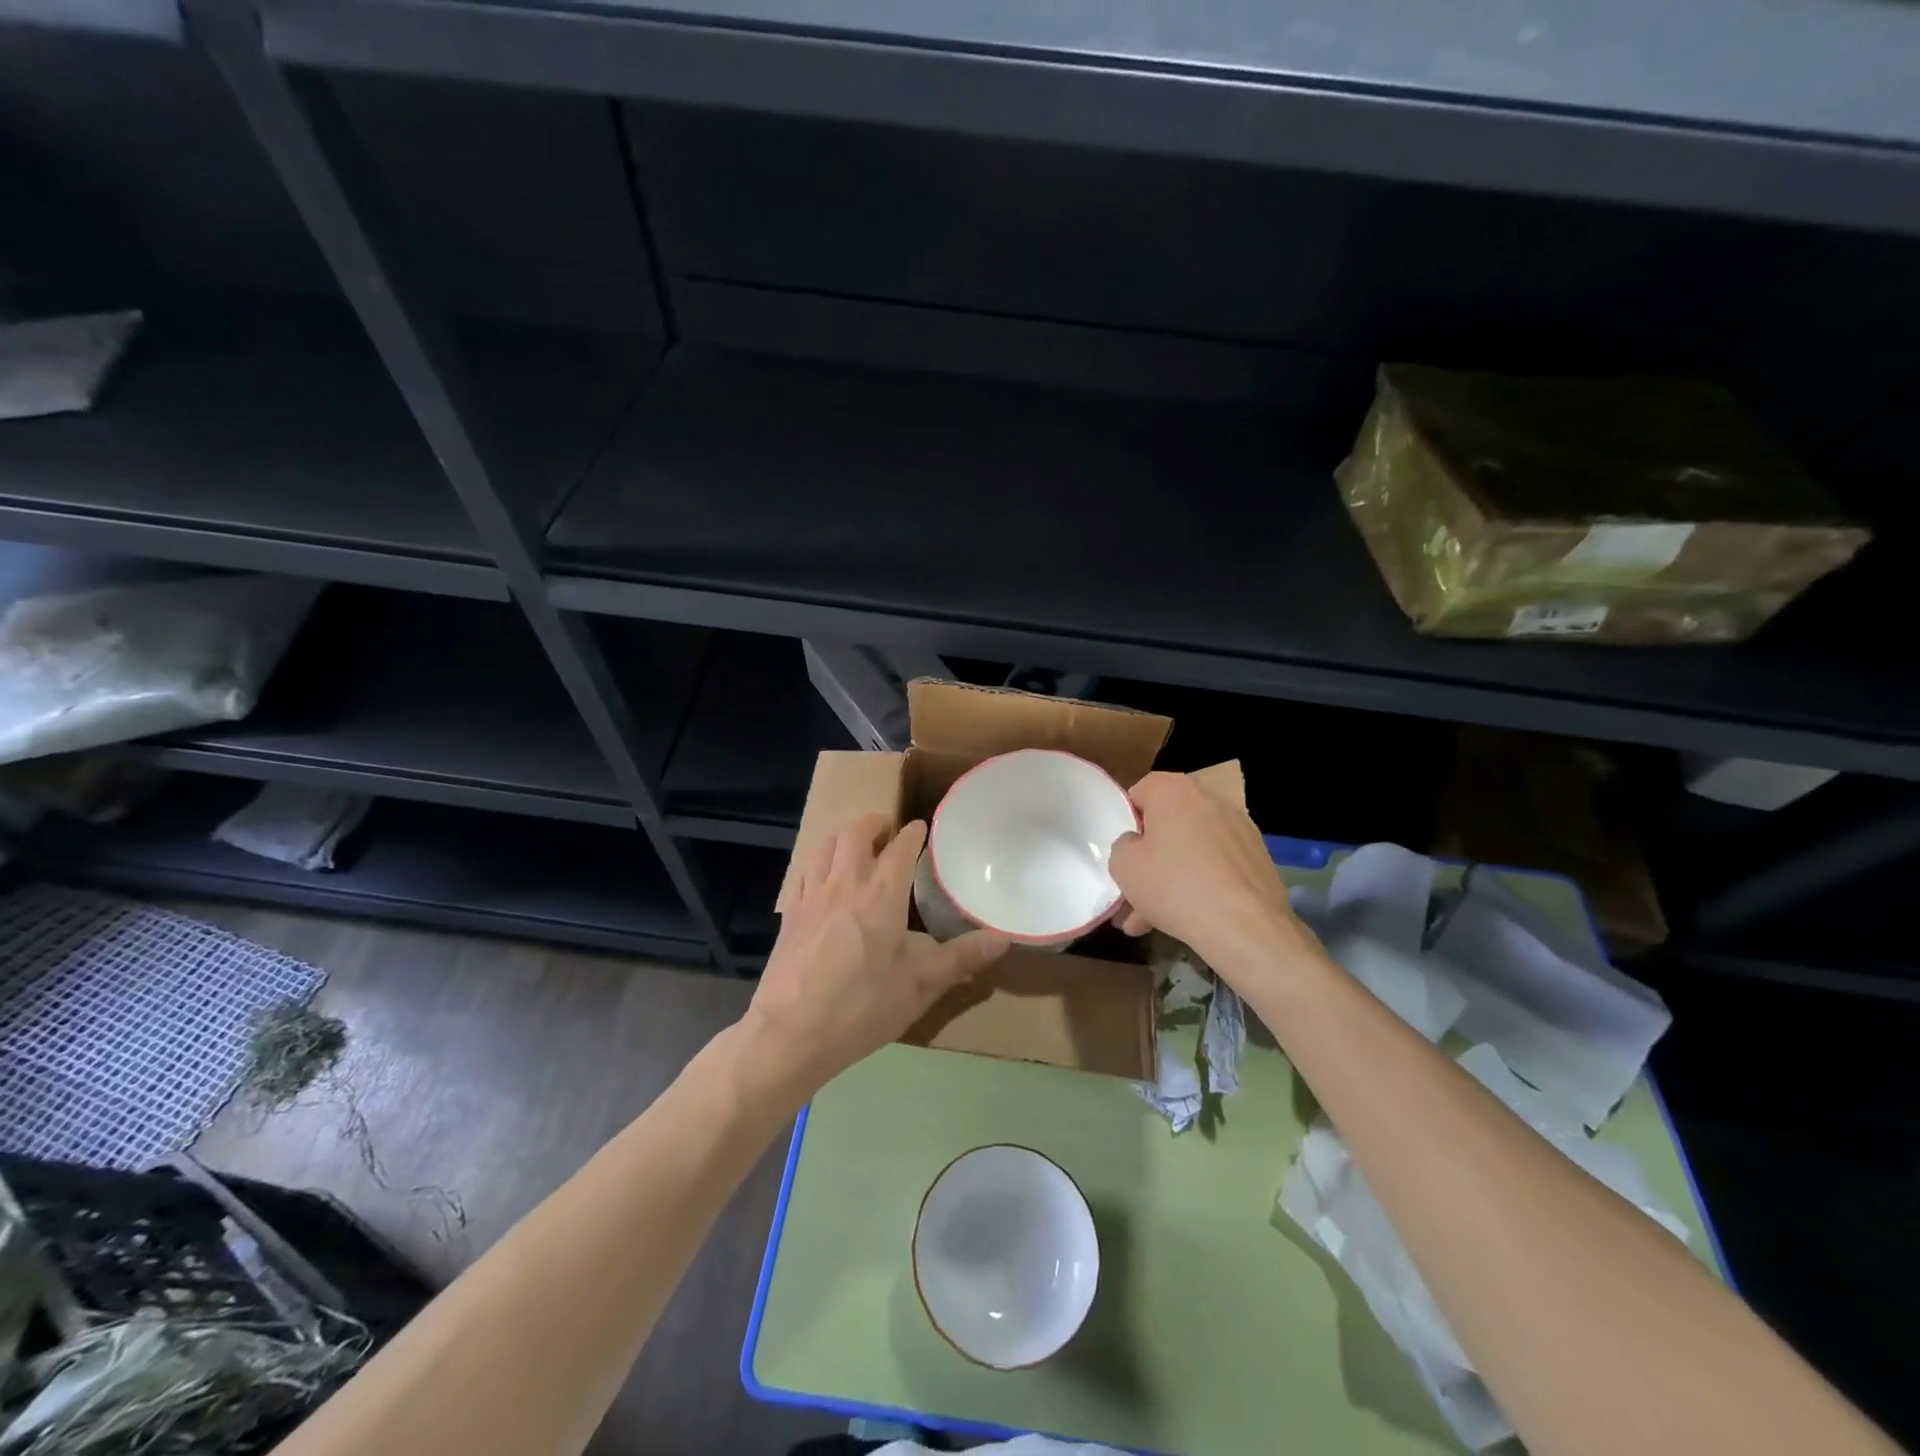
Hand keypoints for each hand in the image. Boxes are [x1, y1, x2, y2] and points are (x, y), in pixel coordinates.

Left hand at [745, 813, 1007, 1093]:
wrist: (790, 1034)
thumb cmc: (860, 1009)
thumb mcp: (918, 988)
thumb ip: (959, 959)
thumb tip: (1002, 939)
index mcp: (882, 895)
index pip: (900, 847)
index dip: (913, 833)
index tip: (922, 829)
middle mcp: (846, 883)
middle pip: (856, 833)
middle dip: (875, 823)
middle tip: (888, 831)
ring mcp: (812, 896)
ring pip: (825, 845)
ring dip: (844, 837)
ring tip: (856, 846)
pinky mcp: (789, 914)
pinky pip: (804, 871)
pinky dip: (819, 862)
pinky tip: (824, 880)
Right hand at [1108, 772, 1309, 983]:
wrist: (1244, 926)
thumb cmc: (1173, 885)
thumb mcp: (1123, 866)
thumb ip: (1123, 846)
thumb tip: (1137, 844)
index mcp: (1174, 791)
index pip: (1142, 790)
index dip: (1129, 820)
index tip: (1125, 850)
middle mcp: (1210, 799)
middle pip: (1170, 823)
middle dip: (1151, 856)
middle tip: (1135, 889)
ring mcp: (1239, 829)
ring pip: (1193, 849)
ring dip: (1173, 876)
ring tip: (1152, 918)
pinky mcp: (1258, 857)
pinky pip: (1217, 865)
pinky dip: (1202, 884)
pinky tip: (1186, 919)